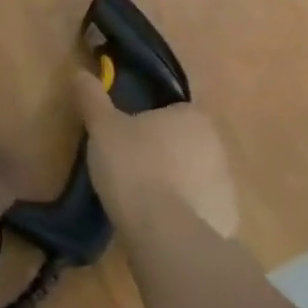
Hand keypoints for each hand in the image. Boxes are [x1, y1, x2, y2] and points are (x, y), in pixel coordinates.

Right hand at [73, 68, 238, 240]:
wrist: (165, 234)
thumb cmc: (134, 167)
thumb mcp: (103, 128)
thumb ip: (93, 99)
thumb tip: (81, 74)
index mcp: (192, 116)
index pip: (171, 112)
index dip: (148, 125)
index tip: (126, 140)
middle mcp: (217, 145)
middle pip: (185, 144)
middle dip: (163, 155)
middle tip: (130, 170)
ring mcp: (226, 185)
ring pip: (194, 178)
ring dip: (174, 186)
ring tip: (141, 203)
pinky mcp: (226, 221)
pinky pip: (200, 211)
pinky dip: (184, 216)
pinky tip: (159, 227)